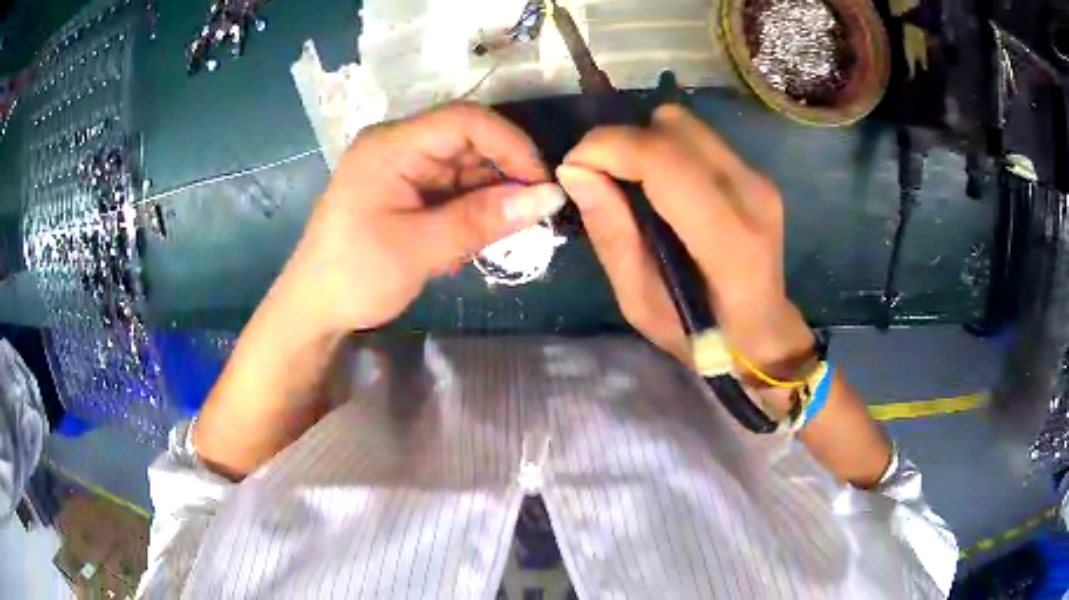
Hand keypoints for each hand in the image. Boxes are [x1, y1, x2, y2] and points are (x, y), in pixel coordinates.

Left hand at [274, 103, 565, 335]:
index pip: (465, 121)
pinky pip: (450, 188)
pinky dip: (469, 210)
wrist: (313, 310)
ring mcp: (400, 167)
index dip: (511, 144)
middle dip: (503, 175)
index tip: (542, 184)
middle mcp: (397, 146)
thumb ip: (482, 219)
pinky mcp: (403, 189)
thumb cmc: (356, 276)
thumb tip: (548, 198)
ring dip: (488, 197)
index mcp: (391, 146)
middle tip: (530, 215)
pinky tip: (471, 240)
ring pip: (463, 166)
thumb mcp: (420, 249)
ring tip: (498, 234)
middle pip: (467, 141)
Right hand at [557, 105, 813, 374]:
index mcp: (728, 241)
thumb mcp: (640, 302)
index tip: (573, 168)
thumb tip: (574, 170)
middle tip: (601, 178)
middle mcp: (751, 195)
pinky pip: (697, 138)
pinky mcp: (756, 172)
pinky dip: (665, 150)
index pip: (663, 160)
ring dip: (645, 143)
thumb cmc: (700, 334)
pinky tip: (661, 187)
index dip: (607, 148)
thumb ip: (612, 234)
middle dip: (623, 142)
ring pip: (684, 124)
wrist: (762, 331)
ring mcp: (759, 179)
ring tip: (632, 184)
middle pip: (673, 126)